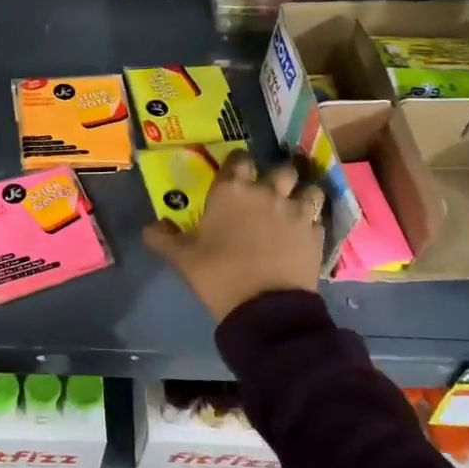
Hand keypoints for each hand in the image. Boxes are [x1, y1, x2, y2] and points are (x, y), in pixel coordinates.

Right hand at [143, 152, 324, 322]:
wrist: (265, 309)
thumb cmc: (219, 275)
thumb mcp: (182, 259)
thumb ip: (163, 239)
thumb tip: (150, 227)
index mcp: (231, 191)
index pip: (239, 158)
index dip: (238, 164)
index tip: (235, 174)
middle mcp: (267, 192)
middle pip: (281, 168)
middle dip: (277, 176)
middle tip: (268, 191)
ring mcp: (296, 211)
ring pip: (309, 189)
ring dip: (302, 194)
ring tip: (295, 207)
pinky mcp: (316, 233)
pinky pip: (319, 217)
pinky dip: (313, 221)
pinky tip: (304, 233)